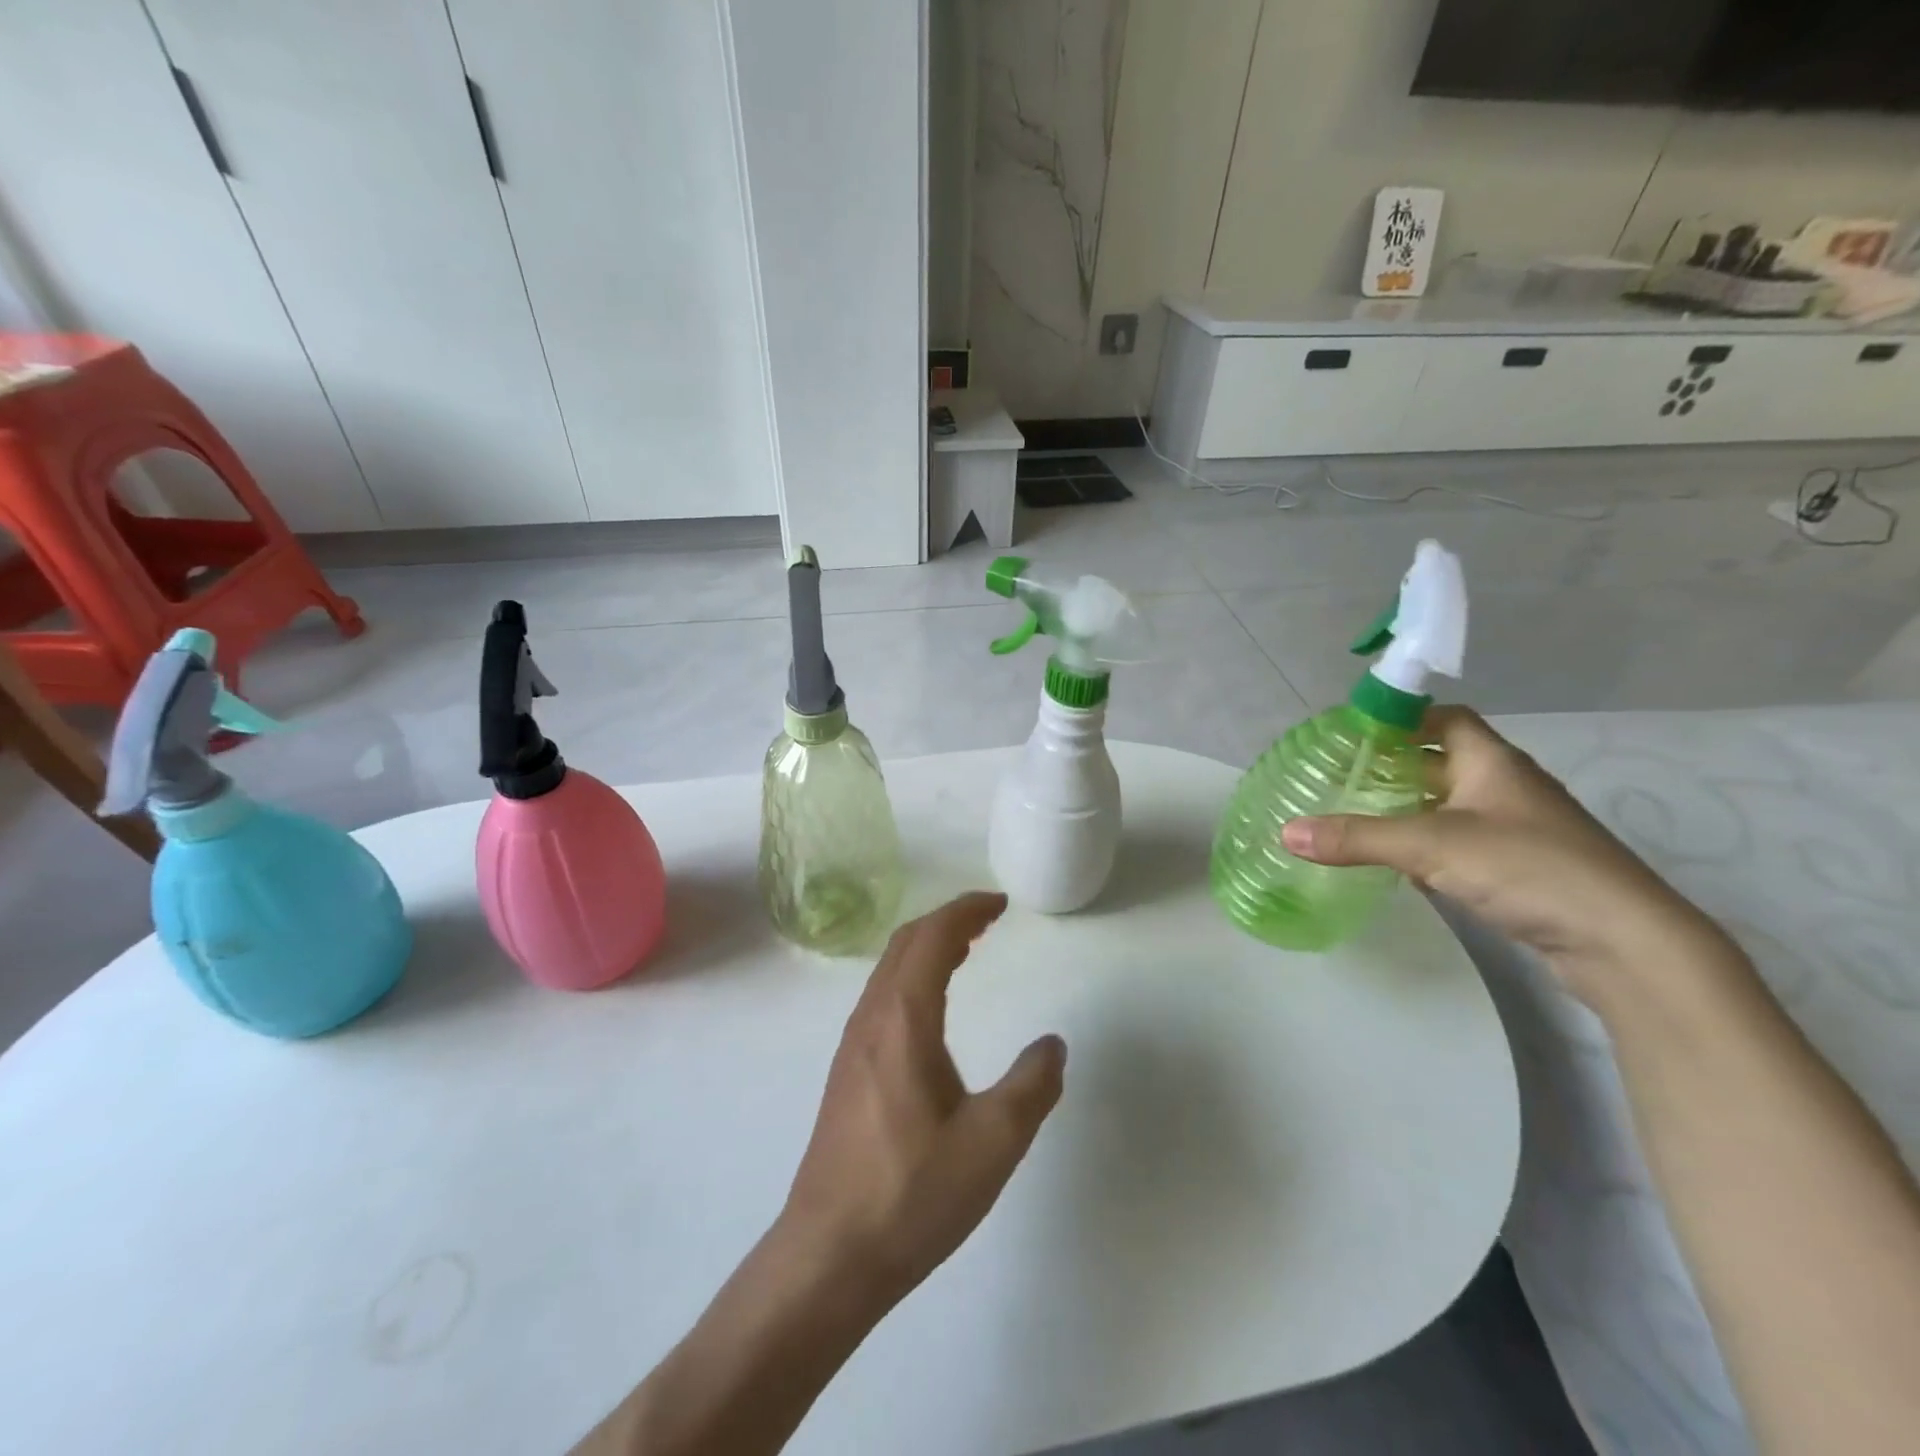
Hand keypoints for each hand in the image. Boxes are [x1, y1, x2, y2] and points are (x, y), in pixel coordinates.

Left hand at [777, 892, 1065, 1308]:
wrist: (829, 1255)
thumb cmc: (912, 1194)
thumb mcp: (993, 1143)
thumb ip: (1031, 1086)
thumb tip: (1052, 1045)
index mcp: (904, 1020)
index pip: (932, 937)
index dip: (967, 910)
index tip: (1001, 903)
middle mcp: (872, 1019)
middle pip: (906, 943)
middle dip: (949, 920)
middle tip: (989, 919)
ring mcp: (853, 1045)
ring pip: (890, 969)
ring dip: (928, 946)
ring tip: (967, 950)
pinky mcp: (847, 1072)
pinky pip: (883, 997)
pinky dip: (914, 976)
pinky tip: (932, 1008)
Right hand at [1281, 706, 1733, 1005]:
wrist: (1625, 943)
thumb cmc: (1530, 868)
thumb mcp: (1432, 846)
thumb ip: (1358, 837)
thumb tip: (1286, 833)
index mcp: (1493, 762)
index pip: (1445, 719)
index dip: (1402, 719)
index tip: (1354, 733)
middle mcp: (1507, 787)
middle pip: (1442, 761)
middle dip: (1394, 766)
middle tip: (1342, 776)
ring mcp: (1518, 830)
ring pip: (1450, 805)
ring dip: (1409, 808)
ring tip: (1357, 816)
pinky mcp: (1521, 869)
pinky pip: (1461, 842)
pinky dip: (1427, 845)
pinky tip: (1398, 863)